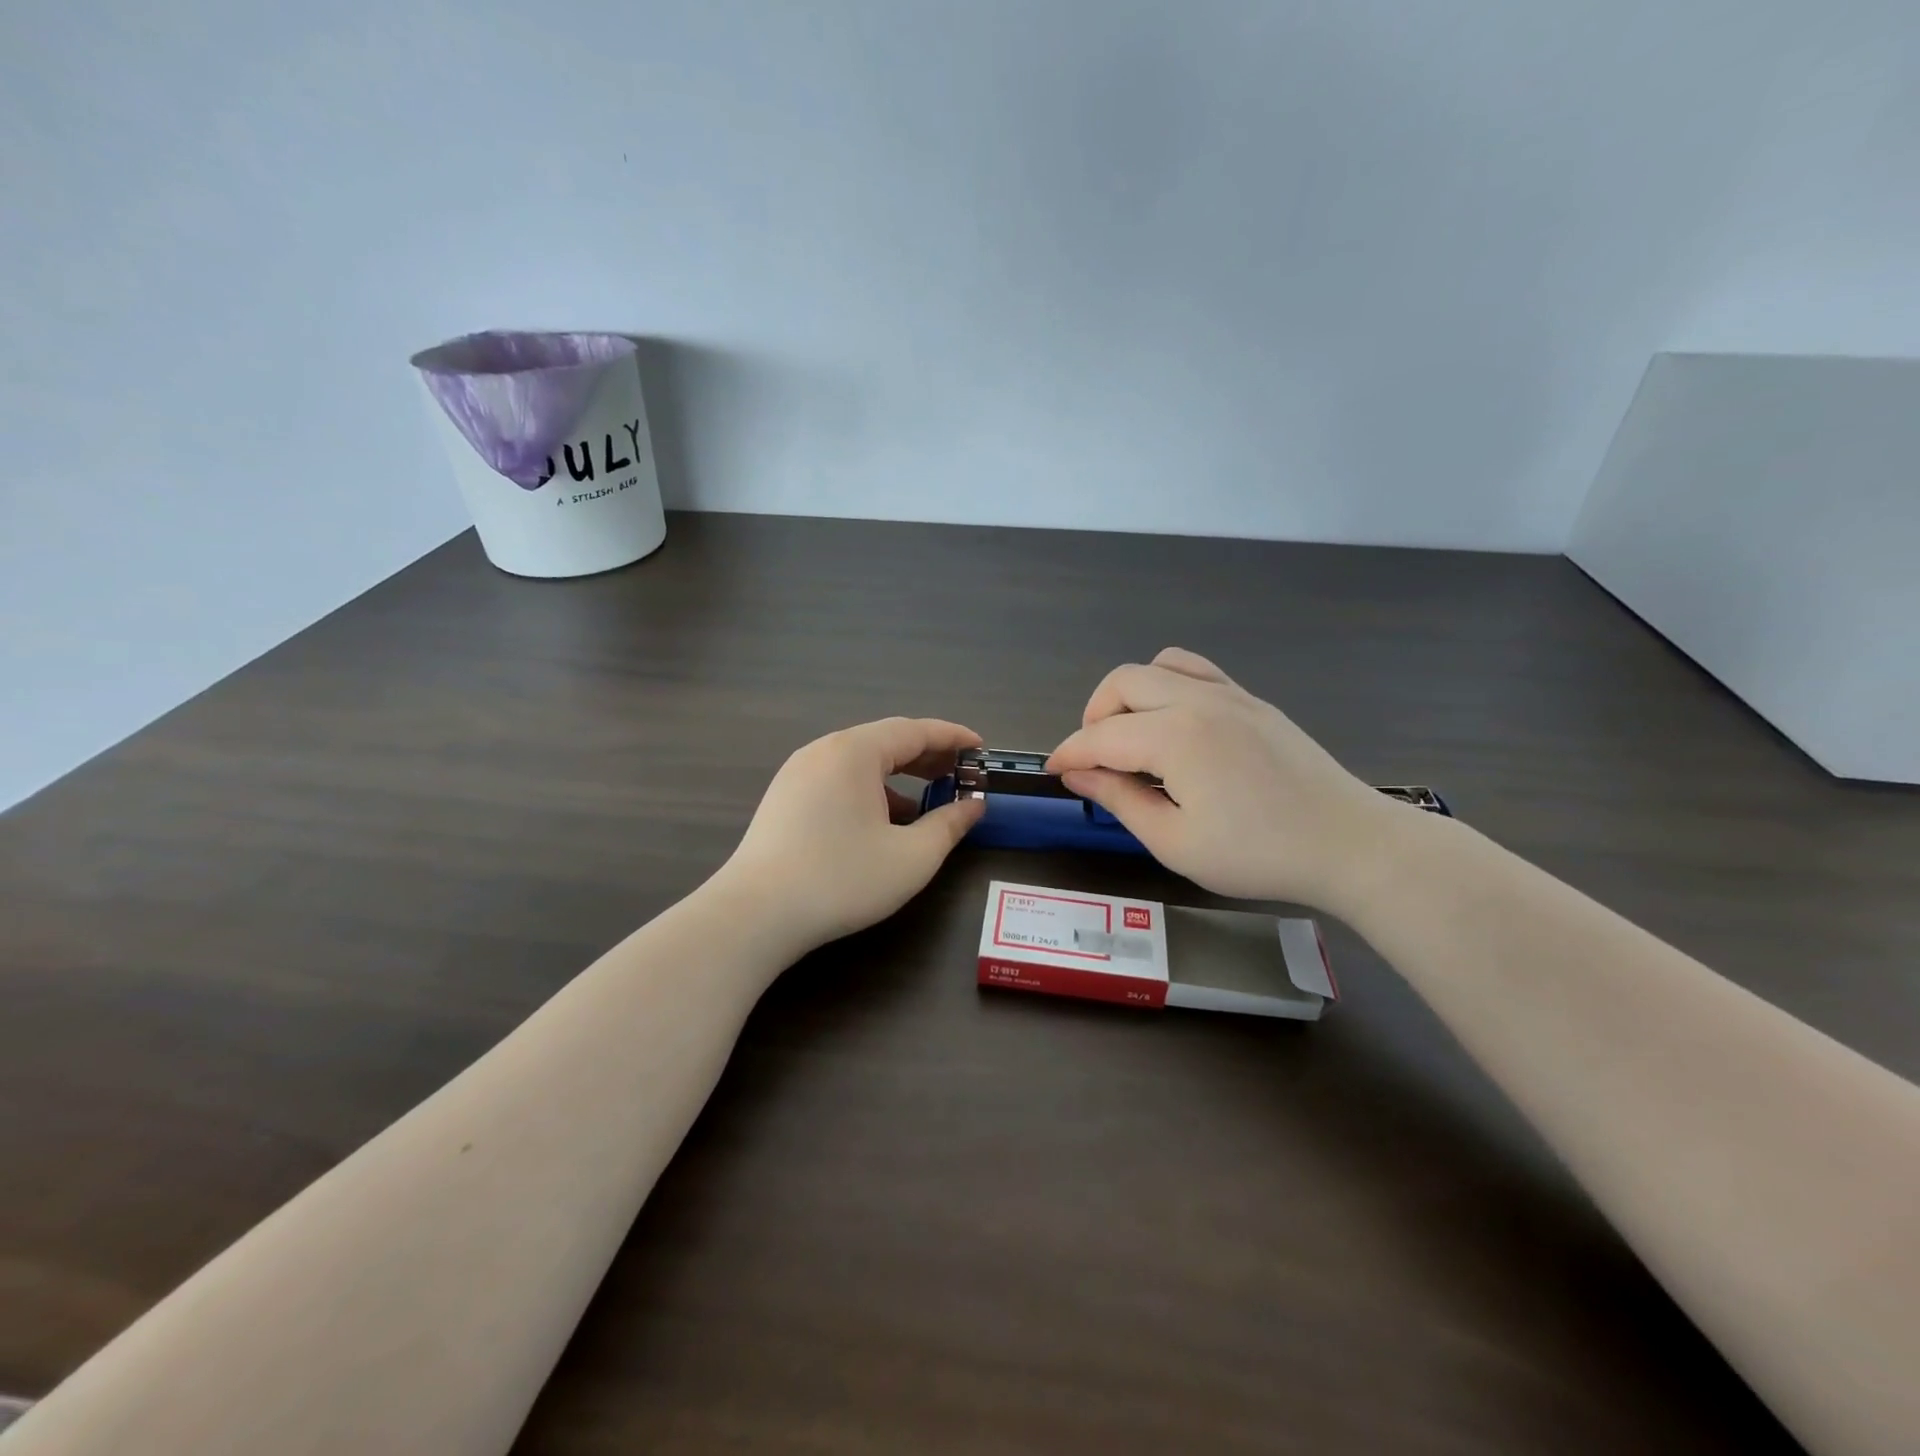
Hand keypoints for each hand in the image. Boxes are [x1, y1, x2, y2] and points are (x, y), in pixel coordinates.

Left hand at [717, 717, 985, 949]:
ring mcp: (798, 772)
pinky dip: (869, 789)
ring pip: (860, 761)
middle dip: (927, 756)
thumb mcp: (911, 857)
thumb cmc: (842, 879)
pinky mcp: (784, 797)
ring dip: (898, 775)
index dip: (953, 737)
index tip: (981, 748)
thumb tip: (973, 806)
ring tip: (926, 801)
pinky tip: (882, 822)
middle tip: (960, 774)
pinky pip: (838, 779)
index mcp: (855, 752)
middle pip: (886, 741)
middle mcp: (824, 750)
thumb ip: (949, 825)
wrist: (755, 914)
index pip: (915, 731)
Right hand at [1047, 648, 1404, 913]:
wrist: (1348, 844)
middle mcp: (1197, 700)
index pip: (1101, 736)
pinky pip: (1195, 671)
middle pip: (1122, 683)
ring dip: (1129, 696)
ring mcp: (1230, 694)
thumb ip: (1120, 800)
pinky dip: (1167, 686)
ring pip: (1157, 666)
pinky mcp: (1252, 700)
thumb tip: (1078, 775)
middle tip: (1095, 761)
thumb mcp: (1175, 842)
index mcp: (1175, 736)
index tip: (1054, 773)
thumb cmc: (1258, 854)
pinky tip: (1173, 726)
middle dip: (1094, 717)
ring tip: (1132, 738)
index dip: (1069, 754)